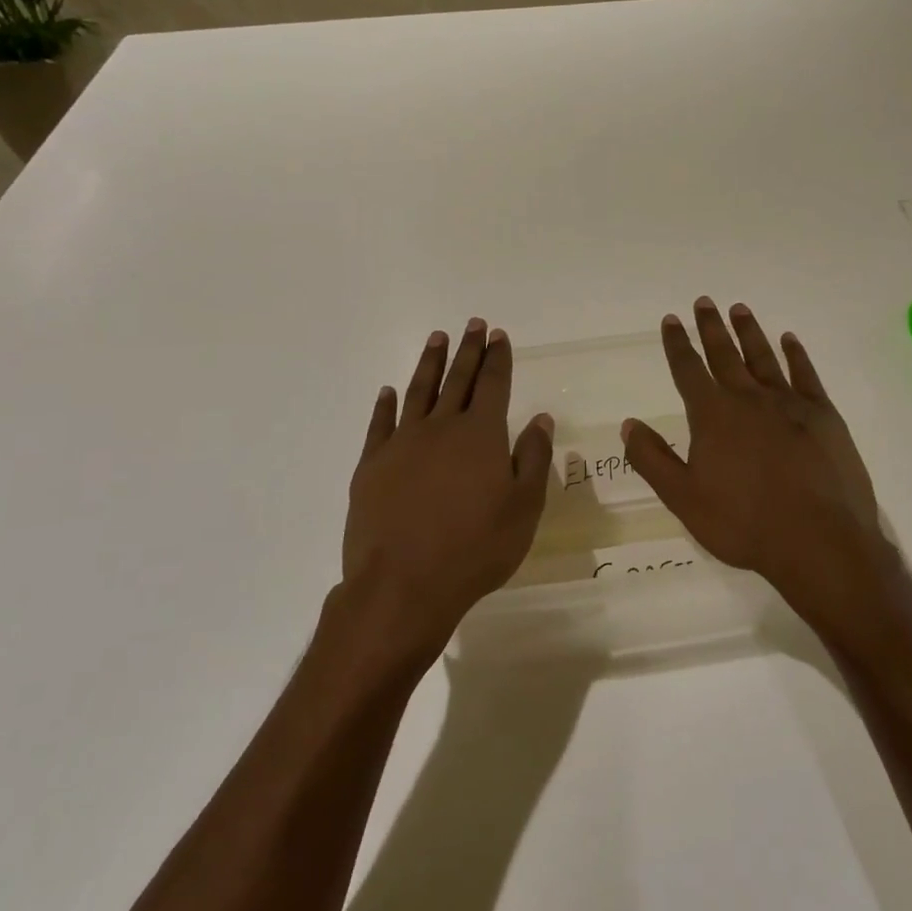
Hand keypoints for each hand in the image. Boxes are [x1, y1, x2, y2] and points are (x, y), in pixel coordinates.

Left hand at [341, 319, 554, 662]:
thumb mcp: (523, 508)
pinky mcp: (371, 466)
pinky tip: (389, 392)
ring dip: (430, 364)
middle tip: (473, 324)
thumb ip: (534, 459)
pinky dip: (386, 405)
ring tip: (437, 339)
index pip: (494, 385)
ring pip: (419, 392)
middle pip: (458, 379)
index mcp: (481, 435)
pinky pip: (380, 424)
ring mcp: (402, 444)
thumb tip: (540, 419)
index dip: (498, 358)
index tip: (499, 335)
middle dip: (468, 350)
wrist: (403, 585)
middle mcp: (441, 428)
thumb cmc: (475, 549)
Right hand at [621, 298, 911, 636]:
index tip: (671, 319)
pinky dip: (796, 354)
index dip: (677, 344)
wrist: (819, 541)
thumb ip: (653, 459)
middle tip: (704, 302)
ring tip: (739, 309)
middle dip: (711, 327)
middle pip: (725, 354)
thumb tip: (628, 424)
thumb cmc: (744, 523)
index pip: (688, 370)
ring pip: (764, 357)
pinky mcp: (824, 415)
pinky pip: (806, 374)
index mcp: (713, 416)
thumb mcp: (684, 499)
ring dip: (749, 331)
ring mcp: (789, 403)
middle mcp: (748, 399)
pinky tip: (789, 340)